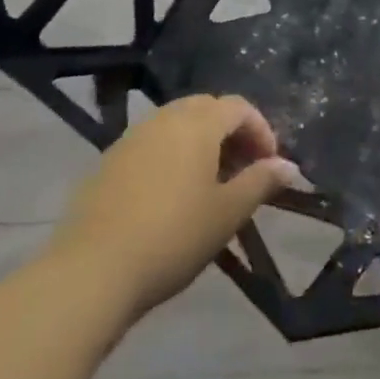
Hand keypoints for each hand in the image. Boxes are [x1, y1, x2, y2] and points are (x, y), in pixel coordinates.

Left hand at [46, 95, 306, 319]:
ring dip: (200, 143)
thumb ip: (260, 182)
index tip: (269, 165)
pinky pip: (151, 144)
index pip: (239, 107)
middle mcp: (164, 119)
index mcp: (197, 123)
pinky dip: (171, 156)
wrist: (91, 271)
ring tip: (210, 184)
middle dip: (231, 132)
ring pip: (176, 124)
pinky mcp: (108, 162)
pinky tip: (171, 196)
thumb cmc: (172, 237)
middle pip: (206, 108)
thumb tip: (288, 166)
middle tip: (242, 169)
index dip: (261, 130)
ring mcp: (131, 138)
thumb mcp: (227, 213)